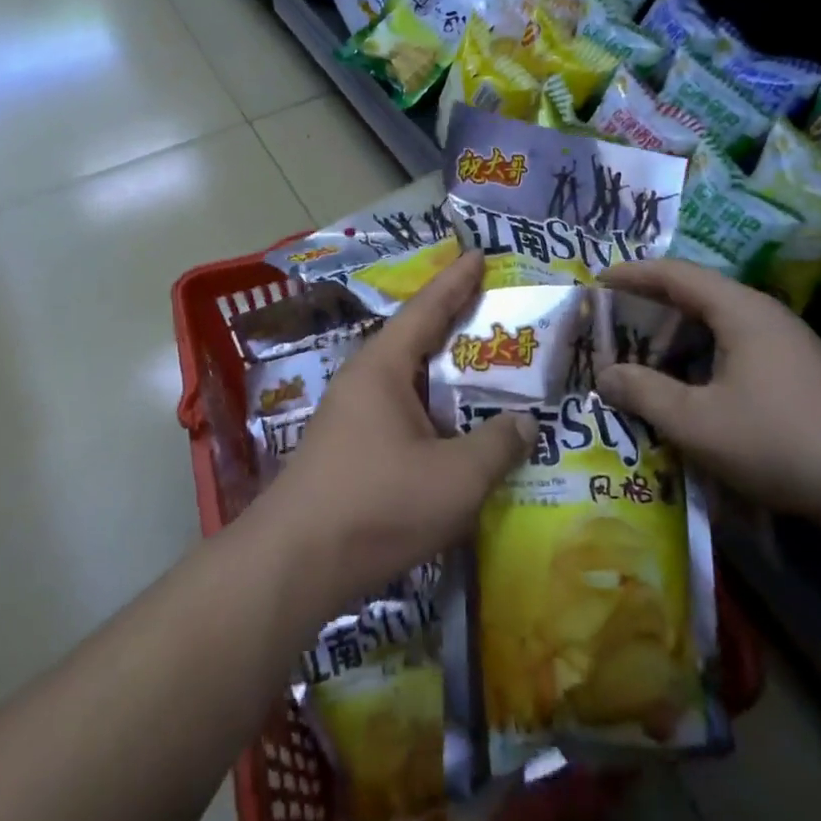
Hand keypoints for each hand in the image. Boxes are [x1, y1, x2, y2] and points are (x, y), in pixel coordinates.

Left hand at [253, 251, 536, 606]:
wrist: (294, 565)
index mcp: (383, 368)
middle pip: (414, 339)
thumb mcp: (455, 478)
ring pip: (406, 379)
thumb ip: (496, 445)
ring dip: (441, 371)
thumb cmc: (377, 505)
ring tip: (481, 366)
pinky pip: (398, 410)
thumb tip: (525, 423)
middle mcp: (363, 380)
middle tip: (490, 308)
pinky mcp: (347, 449)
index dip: (455, 281)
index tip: (478, 255)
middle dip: (452, 322)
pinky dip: (429, 406)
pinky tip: (450, 426)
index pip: (426, 309)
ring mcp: (350, 416)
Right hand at [596, 258, 820, 523]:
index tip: (596, 282)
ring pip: (716, 327)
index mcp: (739, 310)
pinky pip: (734, 350)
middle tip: (610, 327)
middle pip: (695, 296)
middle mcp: (762, 315)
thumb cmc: (781, 441)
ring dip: (676, 339)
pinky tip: (688, 392)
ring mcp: (785, 344)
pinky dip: (701, 359)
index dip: (632, 274)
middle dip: (649, 308)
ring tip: (641, 360)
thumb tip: (605, 375)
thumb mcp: (697, 422)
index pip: (675, 274)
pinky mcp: (797, 373)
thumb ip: (644, 393)